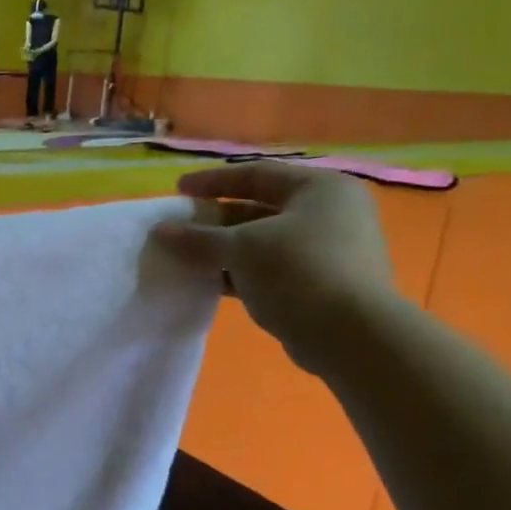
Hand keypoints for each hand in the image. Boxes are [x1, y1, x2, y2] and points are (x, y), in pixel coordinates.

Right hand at [154, 162, 398, 375]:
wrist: (351, 335)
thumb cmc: (298, 272)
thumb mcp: (241, 248)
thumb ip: (198, 238)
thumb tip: (159, 231)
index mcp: (320, 189)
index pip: (256, 174)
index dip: (212, 181)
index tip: (178, 191)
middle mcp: (329, 213)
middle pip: (260, 208)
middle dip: (216, 220)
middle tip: (180, 229)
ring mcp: (328, 250)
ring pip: (263, 242)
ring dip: (225, 250)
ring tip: (187, 258)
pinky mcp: (320, 283)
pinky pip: (271, 268)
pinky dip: (241, 273)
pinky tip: (210, 283)